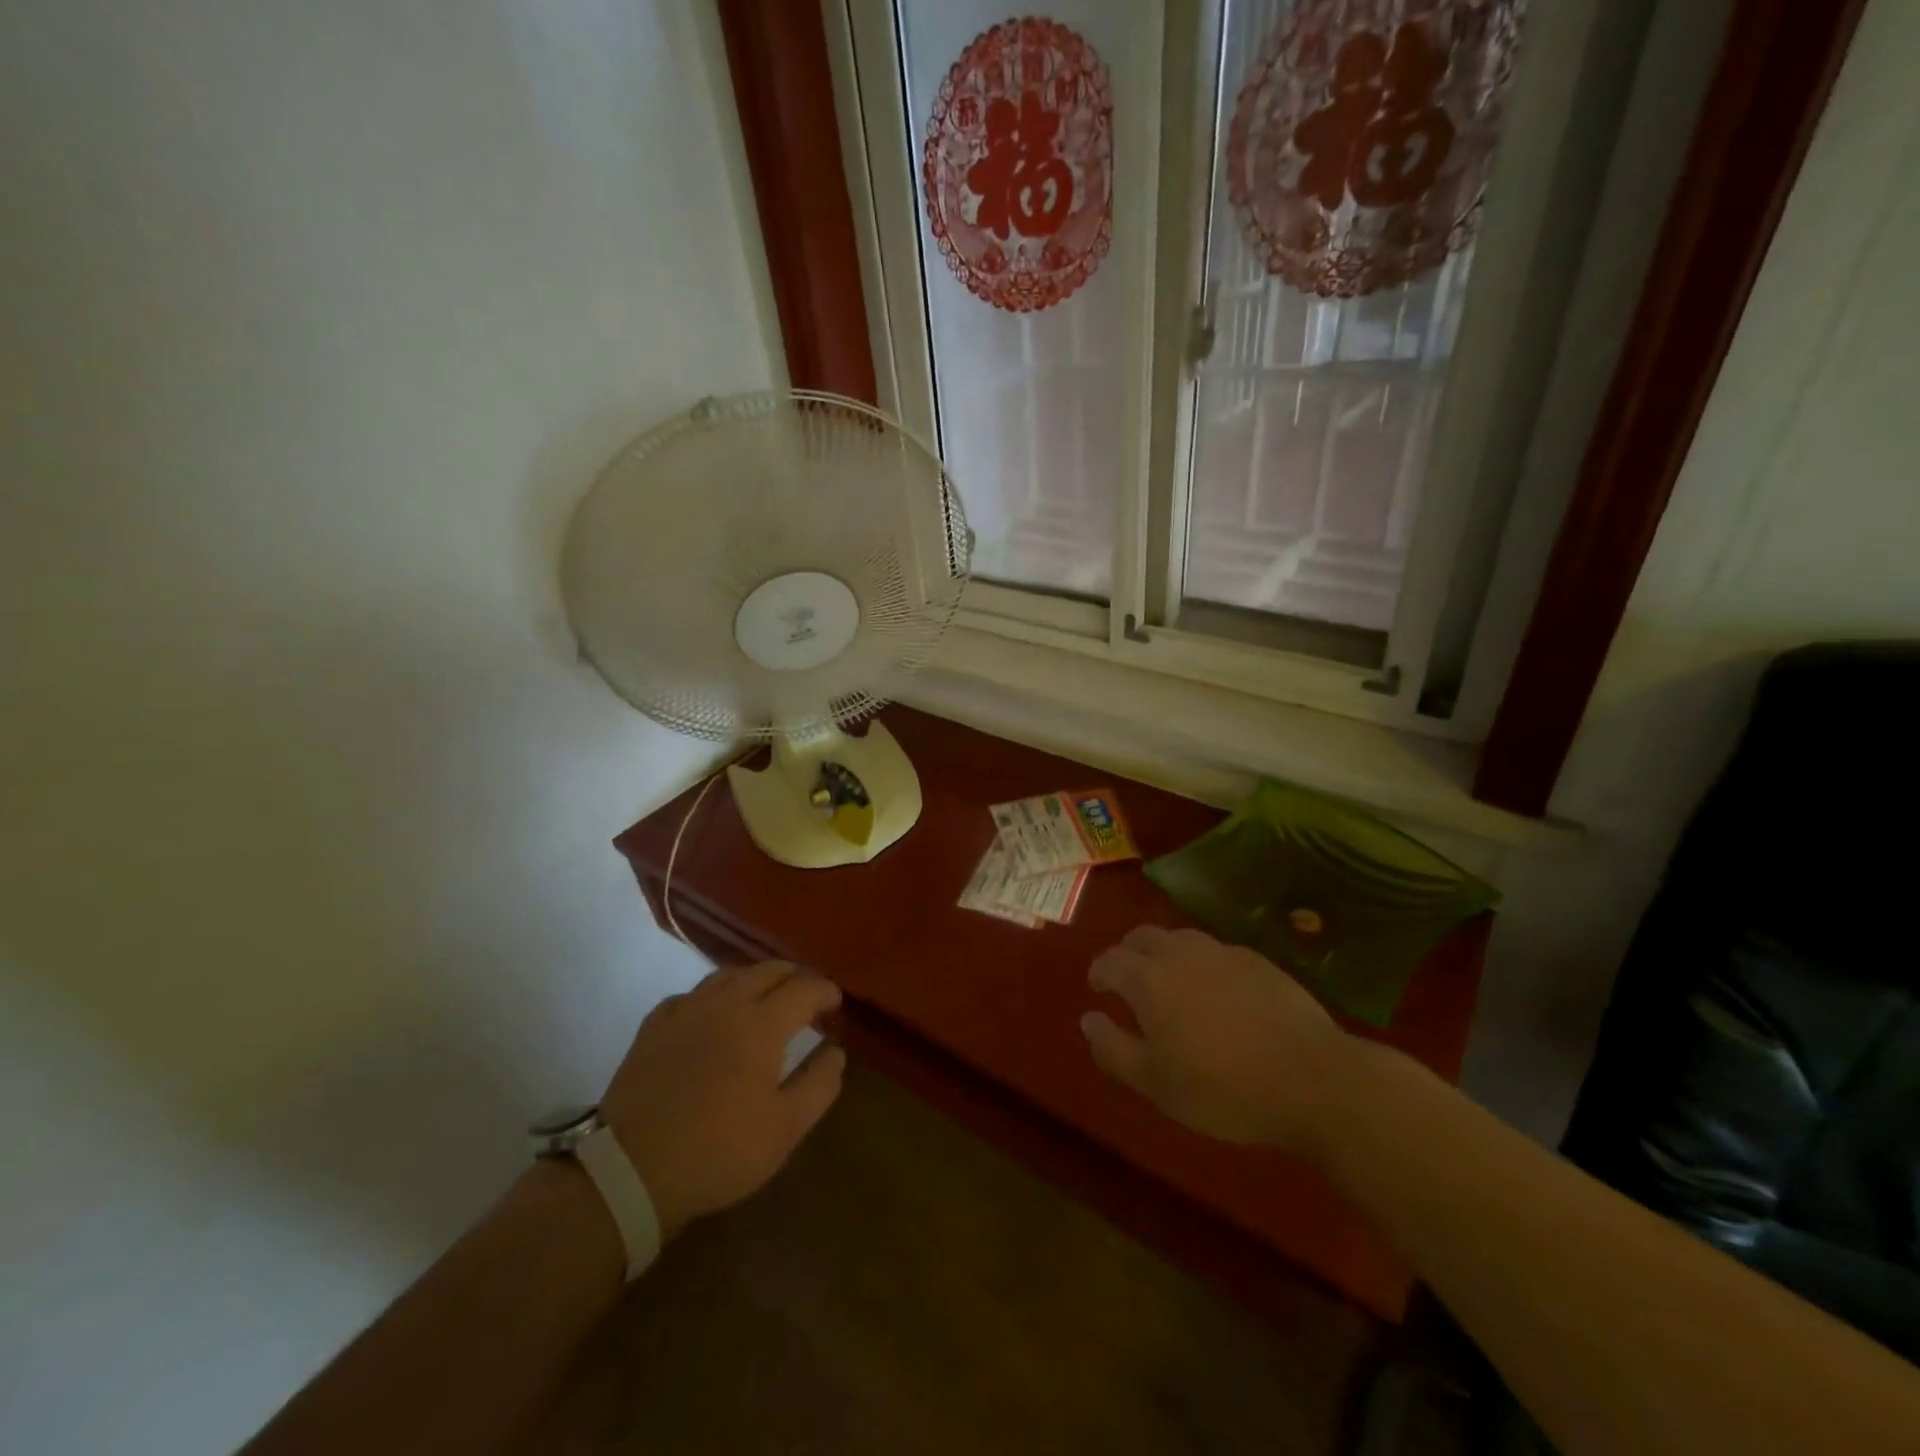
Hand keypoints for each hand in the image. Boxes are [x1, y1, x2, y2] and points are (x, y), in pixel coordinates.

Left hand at [601, 962, 845, 1241]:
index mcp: (763, 1023)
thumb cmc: (718, 1150)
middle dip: (794, 977)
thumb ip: (818, 1085)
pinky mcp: (654, 1026)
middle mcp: (727, 1003)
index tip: (835, 1005)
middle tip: (806, 999)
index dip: (825, 991)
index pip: (804, 988)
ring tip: (764, 1000)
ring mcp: (686, 1010)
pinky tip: (712, 1015)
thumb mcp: (784, 1129)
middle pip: (768, 970)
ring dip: (755, 980)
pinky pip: (692, 994)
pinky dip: (713, 996)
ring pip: (729, 975)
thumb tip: (836, 1053)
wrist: (630, 1170)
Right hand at [1082, 925, 1350, 1154]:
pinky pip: (1216, 951)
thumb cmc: (1222, 1089)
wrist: (1311, 1079)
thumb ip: (1113, 1048)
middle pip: (1143, 937)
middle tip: (1128, 979)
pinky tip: (1216, 991)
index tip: (1098, 988)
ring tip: (1170, 981)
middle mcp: (1180, 954)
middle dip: (1128, 953)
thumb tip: (1087, 1019)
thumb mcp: (1155, 1084)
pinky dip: (1203, 963)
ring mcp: (1222, 952)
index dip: (1099, 972)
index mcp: (1148, 980)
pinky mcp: (1258, 961)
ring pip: (1181, 938)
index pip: (1110, 960)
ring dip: (1165, 953)